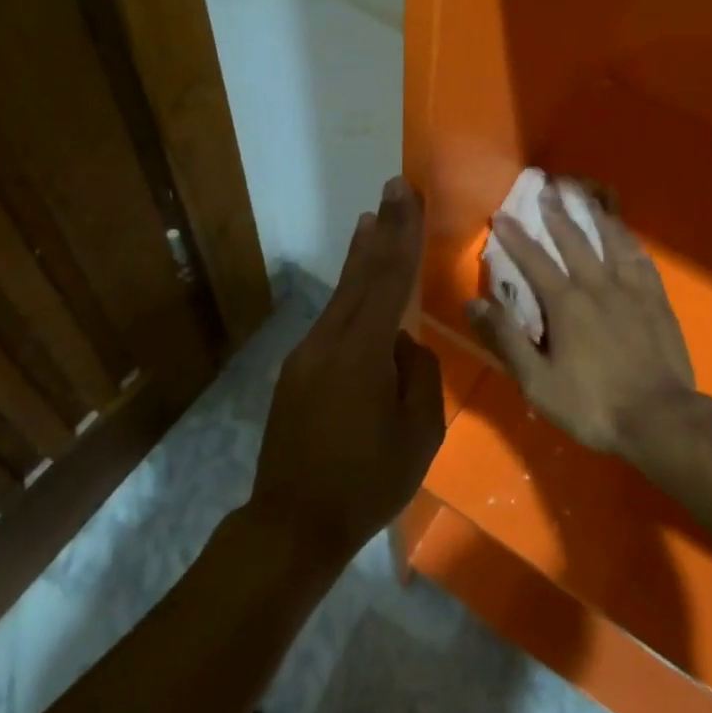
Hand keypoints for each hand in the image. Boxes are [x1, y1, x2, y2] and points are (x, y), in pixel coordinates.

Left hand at [250, 178, 445, 566]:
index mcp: (363, 352)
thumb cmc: (367, 482)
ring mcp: (307, 354)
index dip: (401, 233)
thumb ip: (418, 374)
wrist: (292, 524)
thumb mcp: (419, 432)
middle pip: (361, 274)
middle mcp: (329, 340)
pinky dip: (350, 292)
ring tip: (369, 220)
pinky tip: (358, 287)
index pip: (389, 279)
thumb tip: (404, 344)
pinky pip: (332, 319)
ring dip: (360, 255)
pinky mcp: (298, 370)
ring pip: (342, 293)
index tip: (406, 194)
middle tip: (394, 188)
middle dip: (381, 229)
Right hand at [467, 183, 696, 458]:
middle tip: (547, 187)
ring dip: (594, 214)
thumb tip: (473, 302)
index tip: (502, 214)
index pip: (535, 260)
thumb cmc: (593, 405)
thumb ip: (506, 339)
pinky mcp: (657, 299)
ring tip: (585, 194)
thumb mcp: (538, 382)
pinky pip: (641, 258)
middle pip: (574, 240)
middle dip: (557, 213)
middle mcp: (598, 285)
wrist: (660, 418)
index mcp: (566, 303)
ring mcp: (632, 289)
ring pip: (611, 240)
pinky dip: (629, 240)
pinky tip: (625, 232)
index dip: (516, 237)